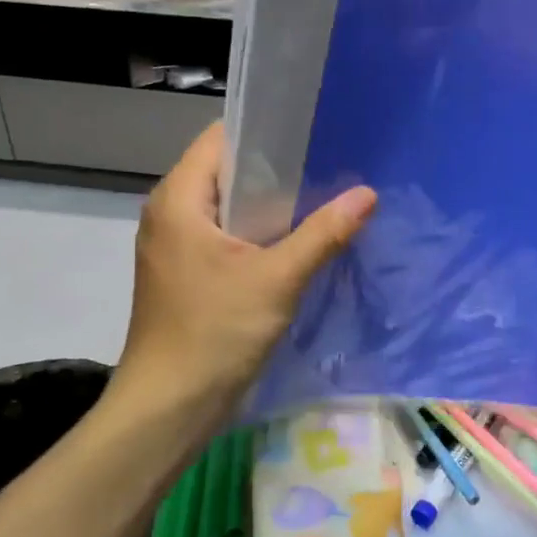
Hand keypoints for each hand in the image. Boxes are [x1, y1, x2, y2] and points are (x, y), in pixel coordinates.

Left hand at [115, 122, 375, 429]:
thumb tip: (367, 193)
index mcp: (178, 199)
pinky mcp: (185, 273)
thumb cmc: (215, 333)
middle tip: (330, 165)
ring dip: (269, 204)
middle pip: (226, 171)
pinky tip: (296, 240)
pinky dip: (257, 233)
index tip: (313, 130)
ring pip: (228, 207)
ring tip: (321, 197)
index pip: (220, 138)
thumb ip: (323, 233)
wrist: (169, 407)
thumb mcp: (277, 279)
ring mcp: (175, 246)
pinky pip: (225, 236)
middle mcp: (170, 213)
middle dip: (275, 168)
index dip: (265, 129)